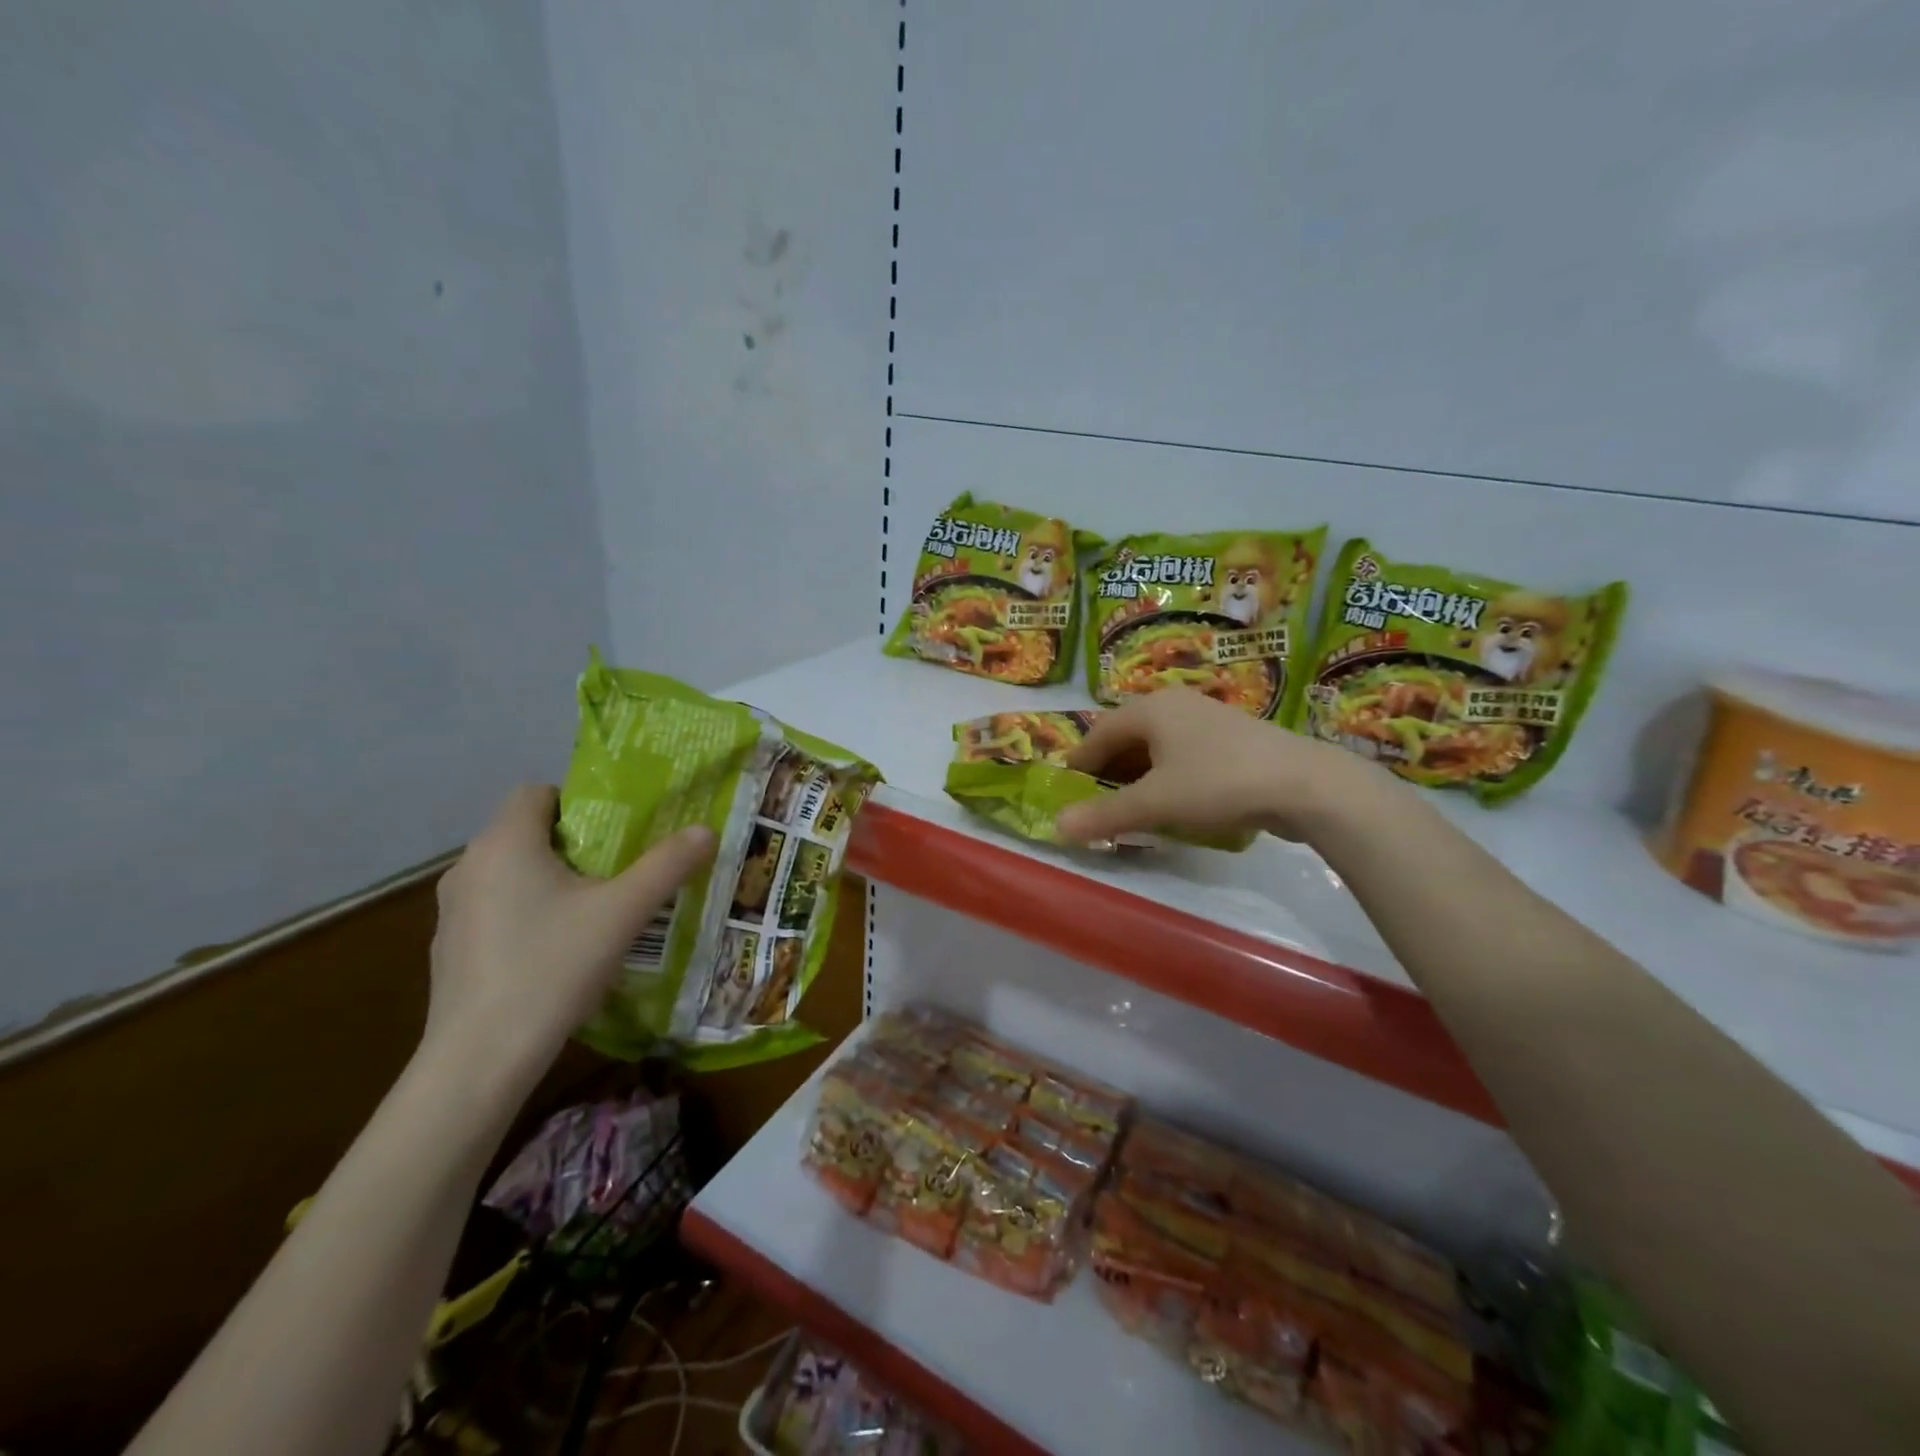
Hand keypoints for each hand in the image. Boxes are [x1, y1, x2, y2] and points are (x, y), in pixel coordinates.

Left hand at [424, 785, 714, 1093]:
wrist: (481, 1059)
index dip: (580, 801)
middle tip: (621, 868)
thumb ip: (667, 866)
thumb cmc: (553, 967)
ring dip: (551, 880)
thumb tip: (706, 830)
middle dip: (576, 844)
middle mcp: (469, 867)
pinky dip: (527, 915)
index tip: (617, 830)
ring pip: (512, 873)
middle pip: (528, 833)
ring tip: (596, 911)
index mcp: (505, 843)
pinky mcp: (450, 950)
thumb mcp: (624, 912)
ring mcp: (452, 911)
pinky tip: (557, 953)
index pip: (537, 792)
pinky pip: (497, 910)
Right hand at [1054, 689, 1386, 845]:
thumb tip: (1057, 826)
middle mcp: (1175, 704)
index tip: (1067, 792)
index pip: (1098, 733)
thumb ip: (1105, 814)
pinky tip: (1174, 803)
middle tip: (1097, 804)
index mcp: (1150, 709)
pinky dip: (1167, 776)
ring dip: (1138, 776)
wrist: (1305, 784)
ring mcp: (1207, 718)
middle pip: (1127, 737)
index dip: (1079, 764)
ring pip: (1157, 747)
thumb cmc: (1217, 783)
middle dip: (1109, 772)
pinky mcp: (1232, 738)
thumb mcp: (1155, 803)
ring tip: (1132, 808)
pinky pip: (1183, 755)